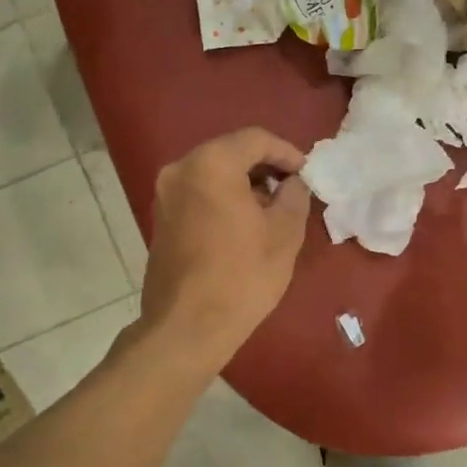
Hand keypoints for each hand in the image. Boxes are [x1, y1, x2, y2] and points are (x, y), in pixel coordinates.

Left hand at [139, 127, 312, 364]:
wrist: (187, 327)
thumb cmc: (242, 275)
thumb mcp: (284, 232)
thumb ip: (294, 195)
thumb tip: (293, 182)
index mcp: (210, 164)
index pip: (255, 139)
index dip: (286, 152)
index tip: (306, 174)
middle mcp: (180, 169)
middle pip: (230, 152)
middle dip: (264, 167)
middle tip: (291, 190)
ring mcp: (165, 194)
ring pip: (212, 173)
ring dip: (243, 184)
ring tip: (271, 210)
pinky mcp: (160, 218)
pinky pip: (198, 193)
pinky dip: (222, 198)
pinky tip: (243, 224)